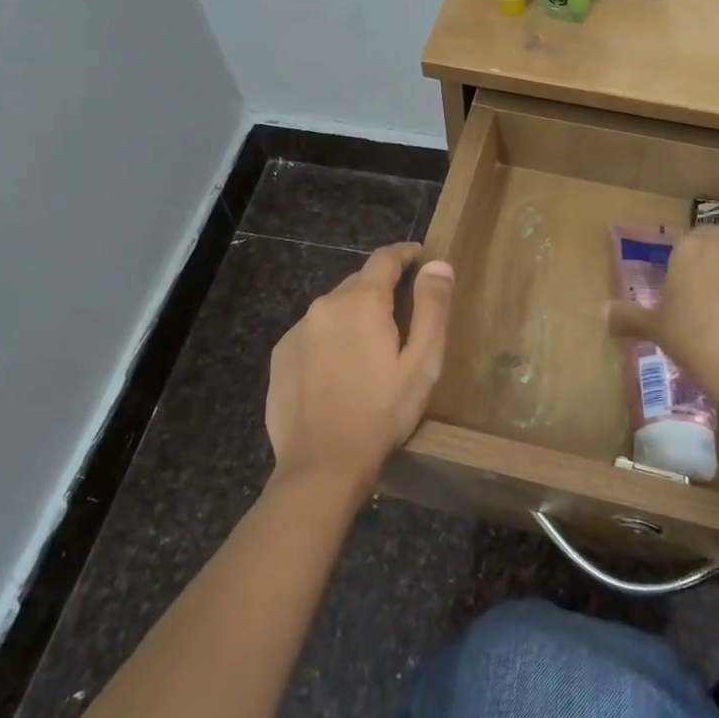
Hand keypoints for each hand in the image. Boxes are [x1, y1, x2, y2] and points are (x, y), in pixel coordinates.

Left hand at [265, 243, 454, 498]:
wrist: (322, 464)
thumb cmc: (382, 411)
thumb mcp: (422, 361)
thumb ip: (431, 307)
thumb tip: (437, 264)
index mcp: (362, 301)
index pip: (385, 258)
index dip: (405, 254)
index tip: (420, 257)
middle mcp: (324, 305)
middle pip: (359, 283)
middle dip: (381, 290)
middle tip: (401, 316)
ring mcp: (297, 331)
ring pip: (334, 309)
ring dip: (354, 316)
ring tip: (370, 349)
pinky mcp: (281, 356)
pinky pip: (312, 334)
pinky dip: (330, 339)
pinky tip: (339, 371)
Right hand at [605, 229, 718, 418]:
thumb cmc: (693, 336)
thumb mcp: (655, 329)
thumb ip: (628, 317)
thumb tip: (602, 313)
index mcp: (690, 249)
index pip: (683, 241)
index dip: (679, 261)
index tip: (674, 287)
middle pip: (715, 247)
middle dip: (707, 264)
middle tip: (695, 298)